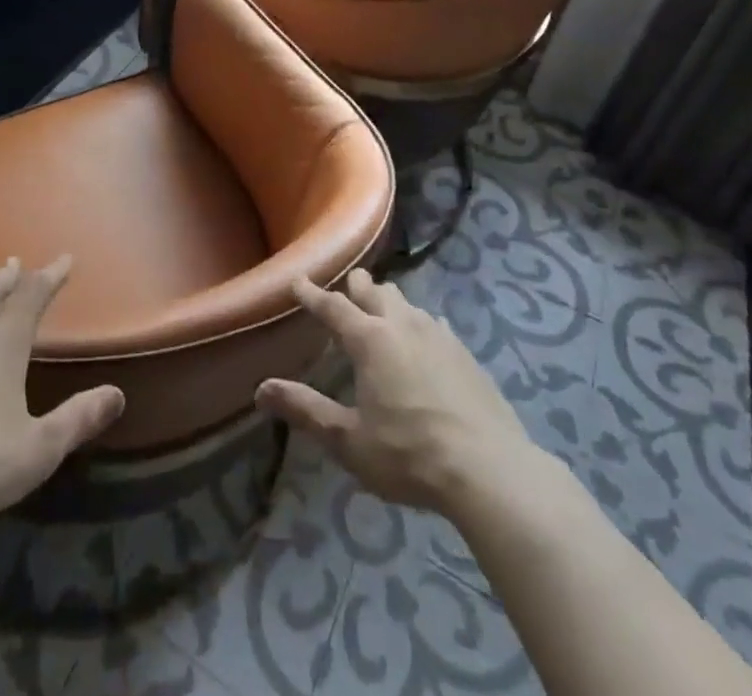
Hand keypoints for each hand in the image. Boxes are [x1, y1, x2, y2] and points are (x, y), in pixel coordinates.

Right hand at [256, 268, 543, 514]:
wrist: (490, 470)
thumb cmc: (410, 455)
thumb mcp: (349, 440)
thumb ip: (306, 410)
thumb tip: (261, 389)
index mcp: (370, 340)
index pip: (333, 307)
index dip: (313, 294)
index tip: (298, 281)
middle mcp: (402, 325)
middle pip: (374, 292)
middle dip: (356, 286)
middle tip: (347, 284)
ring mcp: (438, 336)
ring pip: (406, 303)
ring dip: (388, 300)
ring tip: (381, 304)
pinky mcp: (465, 354)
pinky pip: (434, 323)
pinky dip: (420, 321)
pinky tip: (426, 332)